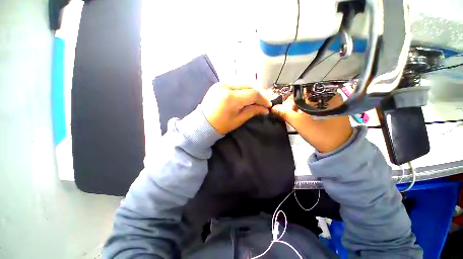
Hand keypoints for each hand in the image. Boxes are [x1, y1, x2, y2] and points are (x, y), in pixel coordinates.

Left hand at [201, 83, 271, 134]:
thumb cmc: (221, 125)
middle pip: (249, 84)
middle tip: (265, 101)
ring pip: (243, 81)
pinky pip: (235, 82)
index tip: (268, 105)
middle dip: (259, 93)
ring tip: (257, 97)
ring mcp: (221, 83)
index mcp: (231, 98)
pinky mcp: (219, 83)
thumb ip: (252, 111)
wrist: (202, 123)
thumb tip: (265, 109)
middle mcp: (226, 86)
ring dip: (252, 89)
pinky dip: (244, 87)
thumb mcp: (238, 120)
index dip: (263, 99)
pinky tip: (247, 93)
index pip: (253, 94)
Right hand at [271, 95, 352, 152]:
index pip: (303, 90)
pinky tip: (303, 118)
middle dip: (295, 105)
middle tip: (290, 115)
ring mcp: (332, 103)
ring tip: (296, 118)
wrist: (338, 148)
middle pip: (306, 96)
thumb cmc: (320, 133)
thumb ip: (285, 113)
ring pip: (310, 101)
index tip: (286, 110)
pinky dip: (307, 111)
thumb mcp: (299, 123)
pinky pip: (315, 106)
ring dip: (300, 109)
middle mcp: (331, 96)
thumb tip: (273, 108)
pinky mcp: (331, 110)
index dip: (292, 99)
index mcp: (325, 95)